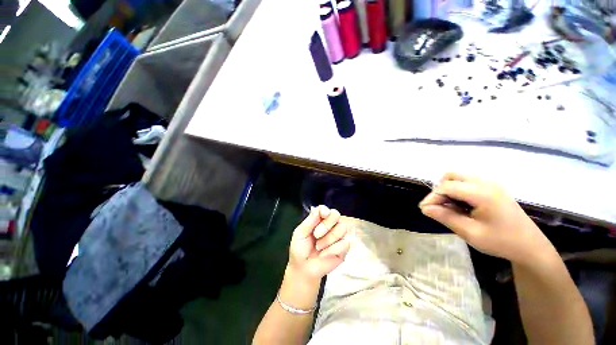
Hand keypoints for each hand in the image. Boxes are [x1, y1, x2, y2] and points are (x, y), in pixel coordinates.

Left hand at [288, 205, 350, 280]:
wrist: (304, 269)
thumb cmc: (300, 249)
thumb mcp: (300, 234)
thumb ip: (310, 221)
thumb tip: (318, 210)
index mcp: (318, 220)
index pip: (325, 209)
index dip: (325, 210)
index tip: (323, 215)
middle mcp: (330, 225)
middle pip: (336, 215)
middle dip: (326, 224)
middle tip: (316, 235)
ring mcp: (338, 236)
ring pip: (342, 228)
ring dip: (328, 239)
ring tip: (319, 247)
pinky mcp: (343, 248)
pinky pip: (345, 243)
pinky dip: (332, 250)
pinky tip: (324, 254)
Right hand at [419, 173, 554, 265]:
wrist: (531, 247)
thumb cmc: (501, 242)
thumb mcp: (471, 233)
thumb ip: (446, 217)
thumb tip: (424, 208)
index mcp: (482, 193)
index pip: (447, 187)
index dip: (432, 197)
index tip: (425, 210)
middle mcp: (486, 183)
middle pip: (451, 176)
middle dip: (439, 191)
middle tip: (437, 208)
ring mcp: (491, 184)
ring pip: (458, 177)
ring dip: (447, 190)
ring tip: (448, 208)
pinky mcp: (493, 188)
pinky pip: (467, 182)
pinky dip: (457, 190)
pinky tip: (460, 206)